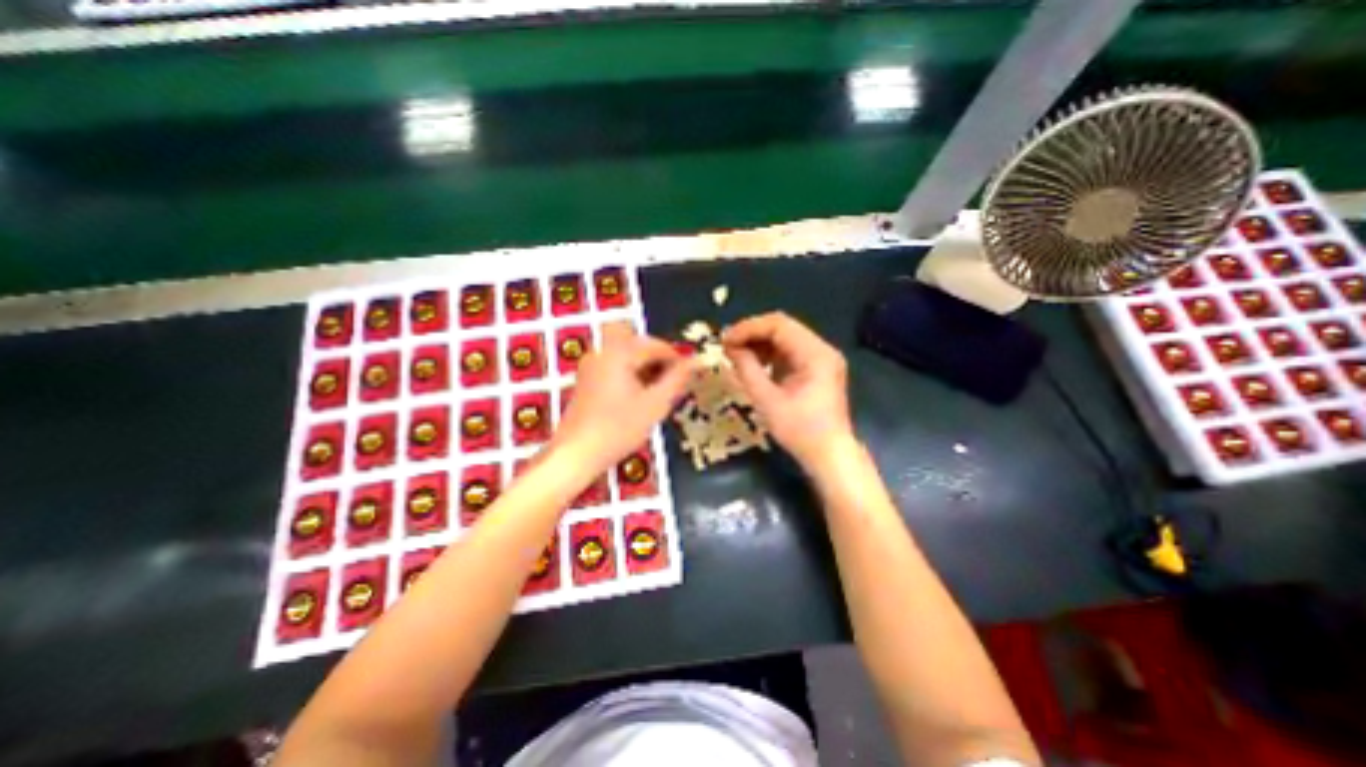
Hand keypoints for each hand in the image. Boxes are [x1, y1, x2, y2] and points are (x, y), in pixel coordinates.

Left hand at [548, 325, 693, 479]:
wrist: (575, 454)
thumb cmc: (618, 429)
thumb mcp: (655, 404)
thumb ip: (678, 379)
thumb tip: (697, 361)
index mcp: (619, 352)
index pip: (656, 345)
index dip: (677, 358)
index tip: (691, 375)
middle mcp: (602, 351)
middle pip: (639, 344)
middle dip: (659, 359)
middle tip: (673, 381)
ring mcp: (591, 365)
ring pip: (626, 354)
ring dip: (645, 367)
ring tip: (659, 391)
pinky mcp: (587, 379)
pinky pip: (615, 365)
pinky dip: (631, 374)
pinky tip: (639, 396)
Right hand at [726, 308, 849, 468]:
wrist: (829, 455)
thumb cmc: (800, 431)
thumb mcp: (767, 401)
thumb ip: (747, 370)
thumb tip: (731, 348)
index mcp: (815, 354)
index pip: (779, 325)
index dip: (749, 328)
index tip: (725, 340)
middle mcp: (822, 349)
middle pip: (783, 327)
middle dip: (752, 333)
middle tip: (728, 345)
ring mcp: (822, 358)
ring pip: (785, 337)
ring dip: (760, 342)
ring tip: (737, 354)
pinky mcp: (817, 368)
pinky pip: (790, 351)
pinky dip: (770, 354)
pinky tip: (754, 363)